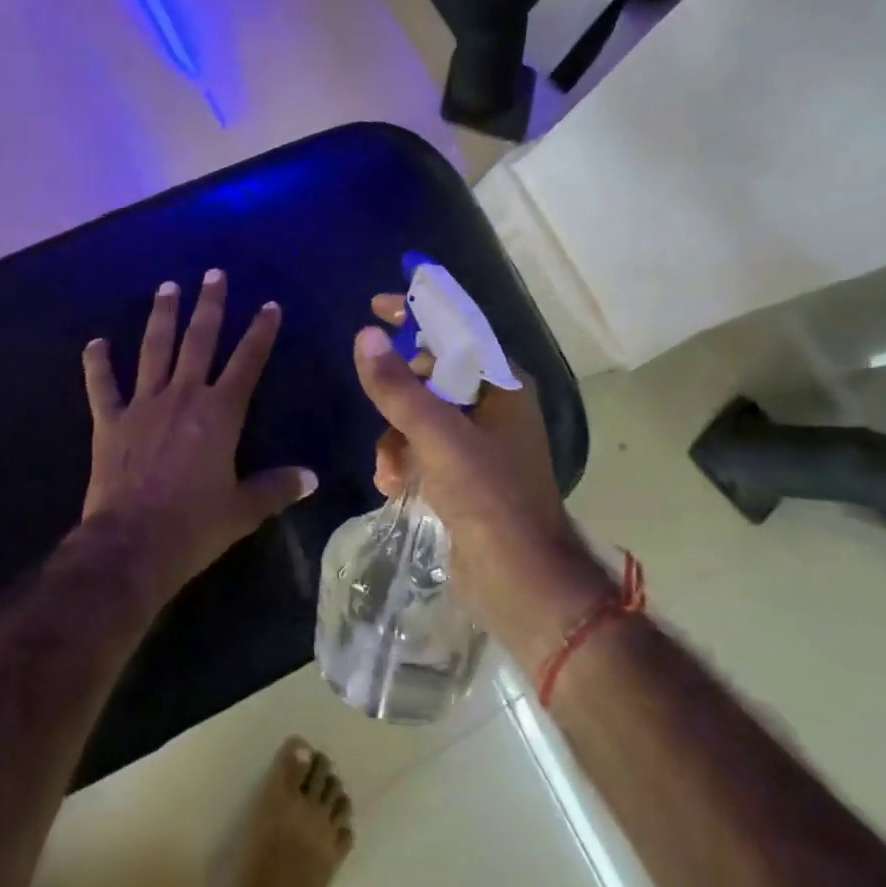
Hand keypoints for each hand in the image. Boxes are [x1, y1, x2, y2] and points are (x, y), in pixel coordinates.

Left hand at [81, 273, 316, 599]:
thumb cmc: (194, 526)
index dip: (260, 332)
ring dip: (161, 317)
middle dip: (209, 306)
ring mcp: (142, 405)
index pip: (247, 362)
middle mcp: (182, 397)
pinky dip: (96, 364)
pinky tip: (95, 343)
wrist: (133, 545)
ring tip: (167, 287)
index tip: (269, 305)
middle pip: (199, 341)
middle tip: (213, 274)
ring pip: (153, 350)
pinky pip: (101, 386)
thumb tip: (311, 478)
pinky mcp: (109, 422)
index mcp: (219, 414)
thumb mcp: (243, 510)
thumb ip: (277, 488)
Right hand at [354, 295, 607, 651]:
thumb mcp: (437, 436)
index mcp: (504, 386)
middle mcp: (494, 408)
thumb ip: (398, 388)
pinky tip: (393, 484)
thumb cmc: (489, 497)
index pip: (458, 331)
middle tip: (375, 398)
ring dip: (395, 436)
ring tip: (390, 467)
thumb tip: (366, 336)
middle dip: (399, 393)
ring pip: (420, 415)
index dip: (419, 313)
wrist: (520, 581)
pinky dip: (403, 461)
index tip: (377, 305)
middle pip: (433, 375)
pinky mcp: (464, 475)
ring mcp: (479, 444)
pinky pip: (421, 449)